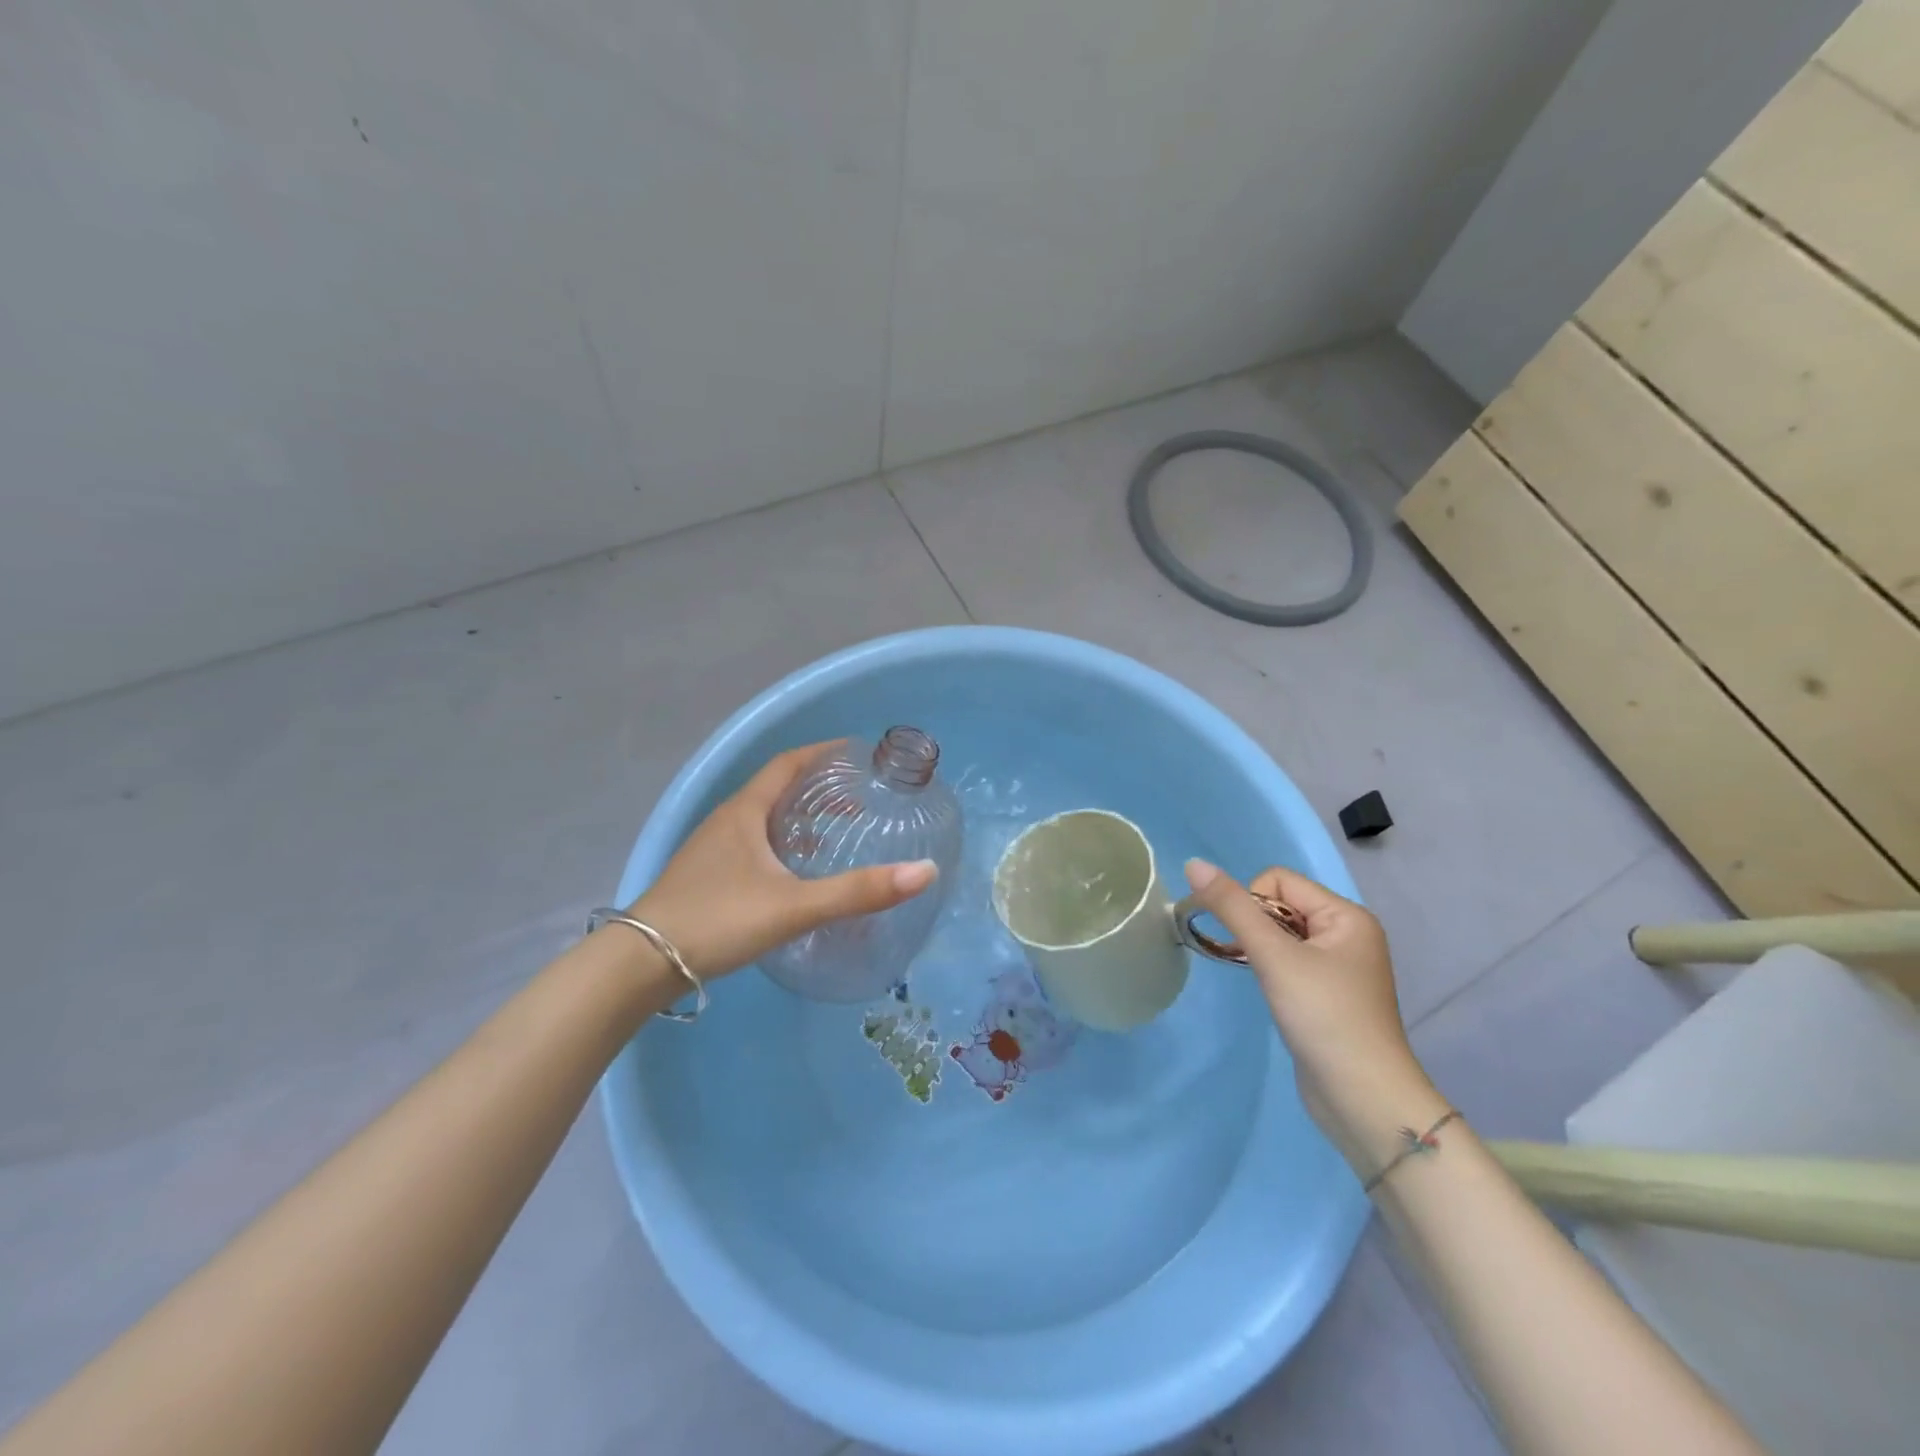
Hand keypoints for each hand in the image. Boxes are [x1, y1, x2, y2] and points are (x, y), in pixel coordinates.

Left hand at [629, 743, 938, 978]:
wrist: (640, 964)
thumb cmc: (717, 920)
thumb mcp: (794, 906)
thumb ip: (858, 891)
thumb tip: (925, 872)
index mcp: (744, 812)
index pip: (786, 763)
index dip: (820, 753)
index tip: (854, 751)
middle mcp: (726, 821)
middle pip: (775, 789)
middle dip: (815, 787)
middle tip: (856, 797)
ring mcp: (710, 850)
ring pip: (762, 820)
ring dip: (797, 818)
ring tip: (833, 833)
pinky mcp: (704, 877)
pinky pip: (751, 846)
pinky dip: (780, 846)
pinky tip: (793, 876)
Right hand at [1182, 858, 1445, 1170]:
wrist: (1364, 1100)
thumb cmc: (1324, 1017)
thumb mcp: (1274, 956)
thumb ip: (1232, 907)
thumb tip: (1193, 863)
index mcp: (1346, 915)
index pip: (1279, 881)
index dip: (1253, 904)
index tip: (1253, 944)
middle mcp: (1347, 934)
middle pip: (1279, 905)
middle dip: (1256, 929)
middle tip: (1258, 965)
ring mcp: (1339, 966)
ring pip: (1280, 935)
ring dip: (1260, 951)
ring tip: (1266, 982)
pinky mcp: (1326, 994)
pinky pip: (1288, 961)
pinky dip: (1271, 970)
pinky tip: (1274, 995)